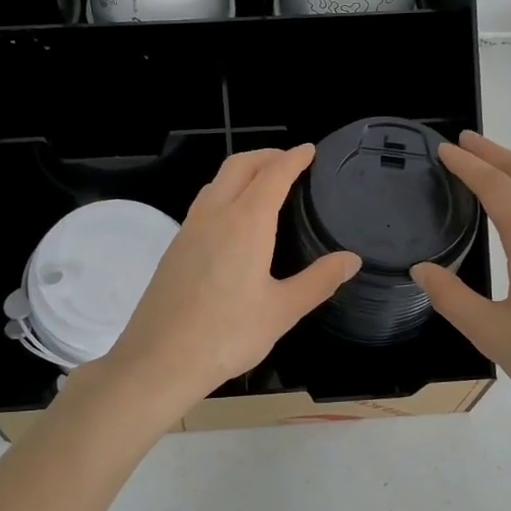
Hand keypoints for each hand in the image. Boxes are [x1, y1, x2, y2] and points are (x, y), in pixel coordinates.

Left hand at [98, 146, 359, 415]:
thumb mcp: (282, 311)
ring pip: (215, 183)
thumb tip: (351, 259)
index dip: (293, 158)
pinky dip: (224, 194)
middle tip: (289, 161)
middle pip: (239, 166)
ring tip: (263, 185)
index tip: (308, 150)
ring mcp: (188, 230)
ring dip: (241, 172)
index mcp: (246, 223)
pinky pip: (203, 205)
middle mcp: (214, 215)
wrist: (159, 360)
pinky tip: (233, 222)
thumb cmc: (227, 335)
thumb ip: (318, 281)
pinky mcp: (174, 248)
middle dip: (265, 155)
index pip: (273, 174)